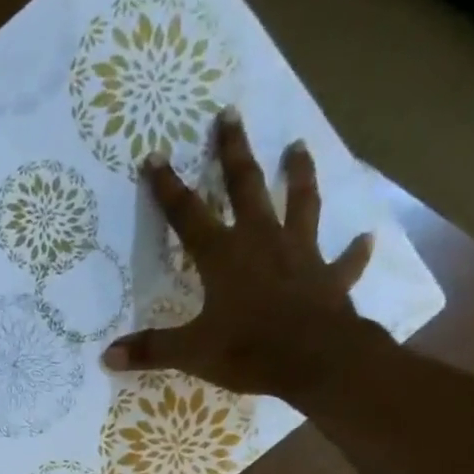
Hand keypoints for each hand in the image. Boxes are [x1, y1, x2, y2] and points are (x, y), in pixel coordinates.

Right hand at [102, 107, 385, 401]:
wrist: (312, 359)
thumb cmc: (248, 350)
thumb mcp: (192, 353)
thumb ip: (152, 350)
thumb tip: (108, 356)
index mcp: (223, 256)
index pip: (188, 215)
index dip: (169, 188)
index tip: (156, 157)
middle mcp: (262, 242)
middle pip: (247, 188)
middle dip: (235, 153)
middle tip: (230, 114)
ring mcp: (301, 256)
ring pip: (301, 204)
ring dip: (299, 176)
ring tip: (299, 147)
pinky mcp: (330, 279)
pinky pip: (345, 262)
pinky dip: (355, 252)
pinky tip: (365, 238)